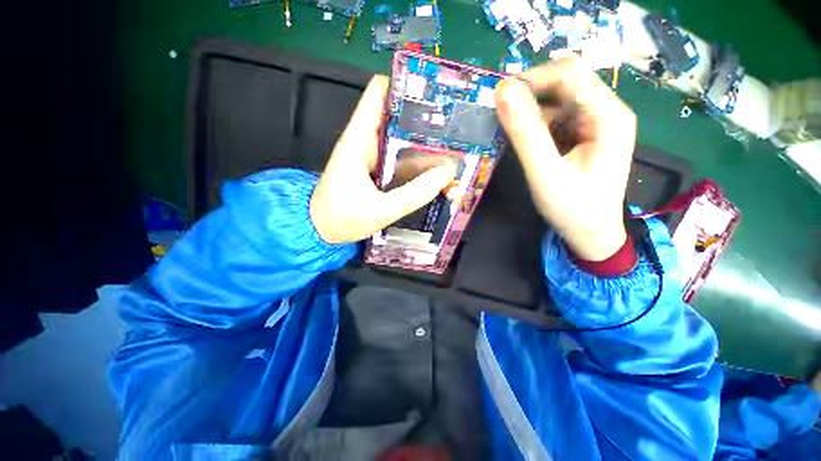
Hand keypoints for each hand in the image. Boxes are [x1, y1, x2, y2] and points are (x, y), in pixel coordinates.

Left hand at [310, 76, 456, 243]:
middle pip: (396, 115)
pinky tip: (435, 168)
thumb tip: (447, 172)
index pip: (379, 93)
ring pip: (401, 139)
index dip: (405, 86)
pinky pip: (400, 158)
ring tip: (454, 147)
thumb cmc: (343, 218)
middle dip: (425, 118)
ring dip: (424, 142)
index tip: (435, 93)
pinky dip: (417, 160)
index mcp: (359, 140)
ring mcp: (371, 154)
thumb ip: (415, 193)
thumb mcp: (382, 209)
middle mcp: (365, 141)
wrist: (321, 230)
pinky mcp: (375, 168)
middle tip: (456, 126)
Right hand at [494, 59, 636, 260]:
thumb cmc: (573, 209)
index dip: (531, 79)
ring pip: (556, 100)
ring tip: (508, 132)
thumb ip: (525, 133)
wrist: (591, 235)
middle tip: (499, 115)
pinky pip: (554, 118)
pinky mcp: (581, 135)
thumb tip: (502, 92)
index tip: (498, 99)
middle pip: (564, 83)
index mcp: (608, 115)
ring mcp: (593, 123)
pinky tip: (523, 141)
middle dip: (528, 94)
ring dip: (528, 111)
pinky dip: (534, 125)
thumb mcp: (545, 173)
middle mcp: (605, 111)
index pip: (569, 74)